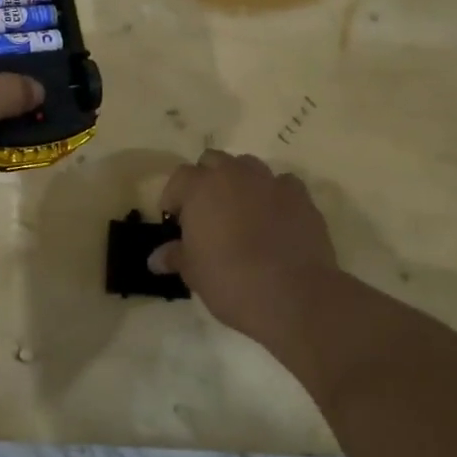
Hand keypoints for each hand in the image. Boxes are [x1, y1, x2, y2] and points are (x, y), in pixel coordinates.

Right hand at [152, 150, 340, 367]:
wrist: (293, 295)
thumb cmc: (230, 281)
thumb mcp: (193, 272)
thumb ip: (175, 256)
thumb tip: (156, 258)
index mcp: (201, 187)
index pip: (179, 177)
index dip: (174, 197)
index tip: (175, 220)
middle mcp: (235, 175)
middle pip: (213, 161)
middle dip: (206, 180)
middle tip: (206, 212)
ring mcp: (270, 182)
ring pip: (249, 166)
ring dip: (240, 182)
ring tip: (240, 211)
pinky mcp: (301, 197)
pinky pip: (282, 184)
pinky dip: (274, 195)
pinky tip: (274, 218)